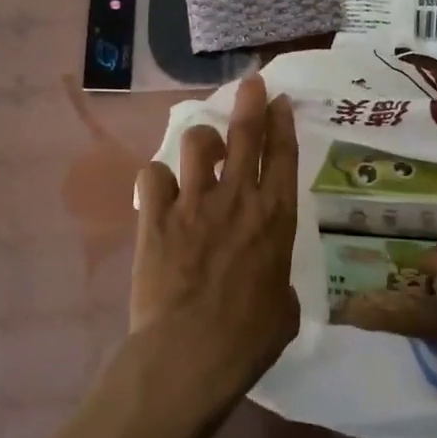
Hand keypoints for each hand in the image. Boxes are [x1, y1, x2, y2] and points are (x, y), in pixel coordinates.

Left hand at [130, 75, 299, 409]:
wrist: (188, 354)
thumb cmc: (248, 338)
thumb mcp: (284, 308)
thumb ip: (278, 281)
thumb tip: (270, 283)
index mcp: (274, 216)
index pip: (282, 155)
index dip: (282, 122)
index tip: (279, 100)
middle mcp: (236, 198)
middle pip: (244, 134)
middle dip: (249, 102)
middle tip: (250, 82)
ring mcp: (193, 203)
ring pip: (196, 143)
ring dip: (201, 140)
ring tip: (201, 148)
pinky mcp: (155, 217)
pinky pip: (153, 176)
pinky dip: (158, 179)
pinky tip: (161, 191)